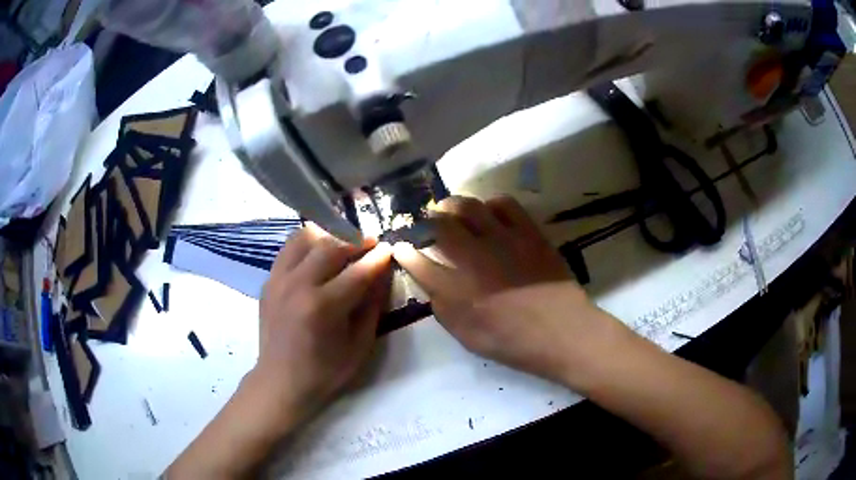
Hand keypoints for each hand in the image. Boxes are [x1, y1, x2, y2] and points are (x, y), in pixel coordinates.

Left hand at [254, 224, 391, 424]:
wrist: (281, 381)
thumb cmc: (325, 371)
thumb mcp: (359, 345)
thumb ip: (373, 306)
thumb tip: (383, 274)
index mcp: (323, 307)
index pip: (358, 271)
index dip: (377, 257)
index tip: (389, 248)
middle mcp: (298, 285)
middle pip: (331, 246)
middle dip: (355, 240)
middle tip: (370, 245)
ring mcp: (278, 279)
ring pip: (305, 237)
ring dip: (329, 236)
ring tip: (342, 245)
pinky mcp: (268, 280)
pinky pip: (289, 248)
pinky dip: (307, 244)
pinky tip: (317, 255)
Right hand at [393, 196, 618, 384]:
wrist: (562, 332)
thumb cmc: (514, 342)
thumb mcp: (468, 337)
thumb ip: (443, 309)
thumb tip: (432, 285)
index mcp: (456, 290)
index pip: (418, 262)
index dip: (404, 252)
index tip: (399, 247)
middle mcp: (474, 259)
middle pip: (439, 225)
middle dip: (425, 220)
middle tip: (425, 221)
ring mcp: (503, 240)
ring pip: (468, 206)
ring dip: (453, 205)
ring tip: (450, 210)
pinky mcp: (527, 232)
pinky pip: (504, 204)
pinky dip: (490, 205)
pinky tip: (489, 214)